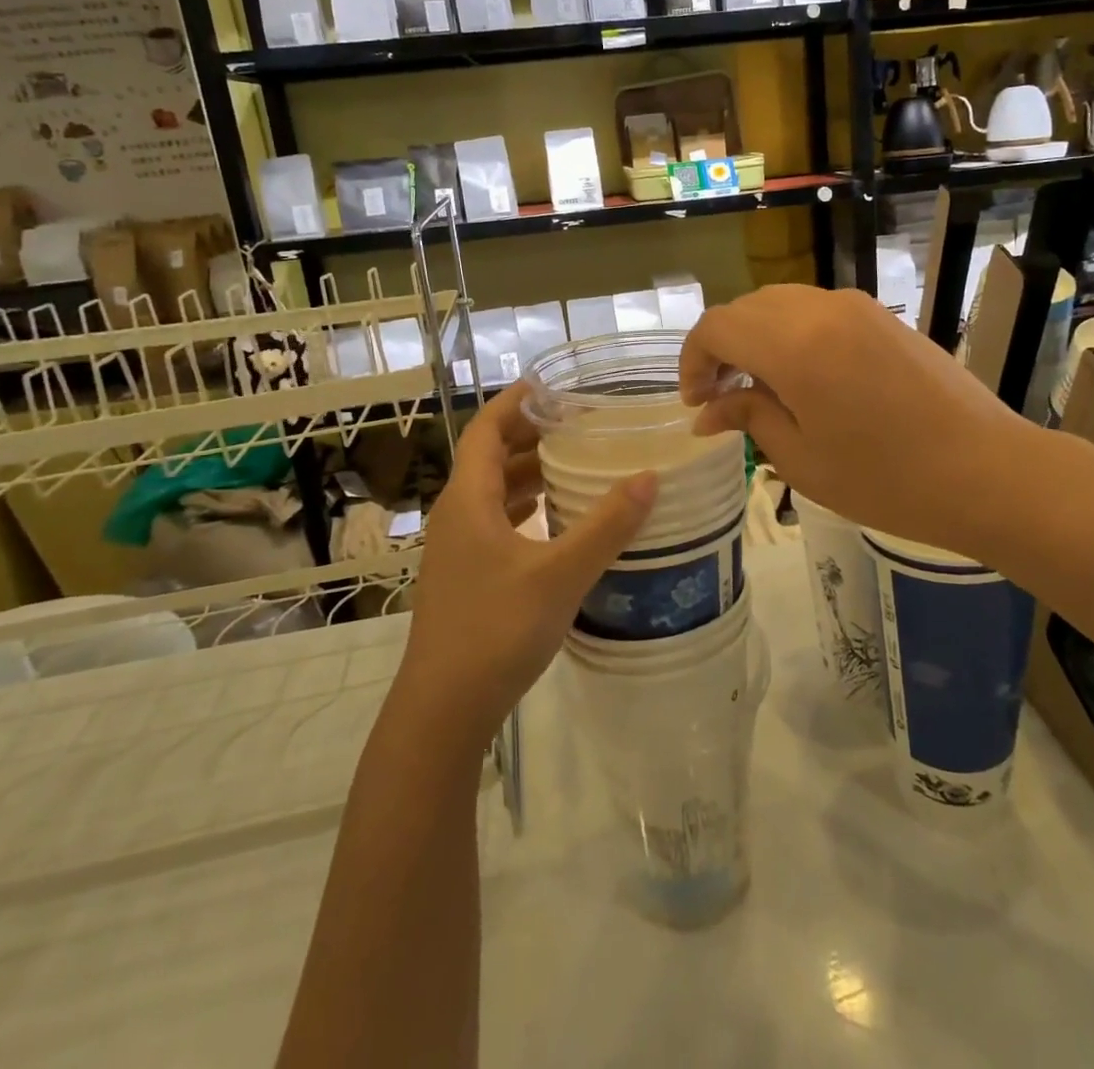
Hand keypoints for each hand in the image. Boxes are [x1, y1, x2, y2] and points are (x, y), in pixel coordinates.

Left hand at [397, 384, 657, 748]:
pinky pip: (496, 523)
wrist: (444, 709)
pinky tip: (557, 519)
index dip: (514, 402)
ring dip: (529, 473)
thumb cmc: (496, 629)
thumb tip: (649, 477)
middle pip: (490, 457)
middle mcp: (457, 516)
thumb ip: (606, 525)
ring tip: (576, 463)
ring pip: (493, 493)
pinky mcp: (466, 576)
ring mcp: (458, 549)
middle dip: (531, 435)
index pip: (485, 430)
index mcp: (468, 500)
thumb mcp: (560, 574)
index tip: (551, 385)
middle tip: (579, 423)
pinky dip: (526, 508)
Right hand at [680, 285, 1030, 557]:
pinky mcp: (883, 317)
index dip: (694, 361)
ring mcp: (857, 307)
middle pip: (747, 308)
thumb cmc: (886, 480)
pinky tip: (805, 377)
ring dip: (757, 337)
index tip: (696, 402)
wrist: (987, 471)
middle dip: (722, 347)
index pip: (717, 327)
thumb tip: (707, 411)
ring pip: (782, 304)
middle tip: (721, 397)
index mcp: (794, 345)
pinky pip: (818, 310)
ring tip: (761, 388)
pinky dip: (792, 333)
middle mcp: (821, 309)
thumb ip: (749, 417)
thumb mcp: (802, 459)